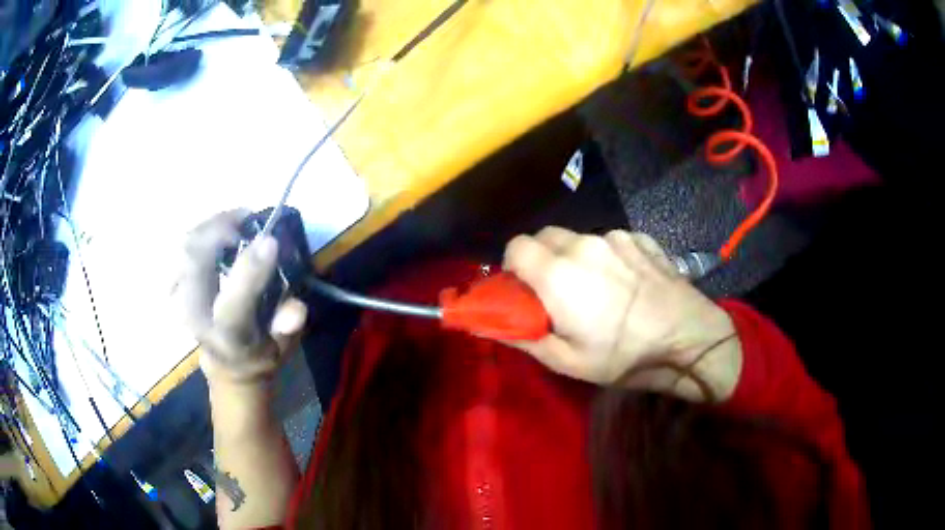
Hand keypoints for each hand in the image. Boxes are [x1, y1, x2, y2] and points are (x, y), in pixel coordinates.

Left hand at [176, 210, 307, 385]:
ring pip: (184, 249)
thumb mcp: (282, 347)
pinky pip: (181, 247)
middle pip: (195, 265)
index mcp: (227, 340)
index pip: (232, 308)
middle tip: (247, 218)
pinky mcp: (174, 285)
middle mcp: (197, 319)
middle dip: (220, 232)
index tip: (270, 241)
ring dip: (210, 227)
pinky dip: (200, 231)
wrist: (225, 362)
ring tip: (236, 218)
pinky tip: (220, 226)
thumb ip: (288, 327)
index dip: (250, 272)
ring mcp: (179, 300)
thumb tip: (295, 310)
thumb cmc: (258, 351)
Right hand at [503, 227, 739, 399]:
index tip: (525, 290)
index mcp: (558, 274)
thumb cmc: (625, 356)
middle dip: (542, 259)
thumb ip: (523, 337)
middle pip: (545, 236)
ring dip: (576, 258)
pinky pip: (611, 241)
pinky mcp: (640, 237)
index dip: (514, 267)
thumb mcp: (568, 362)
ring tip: (599, 289)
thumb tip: (490, 324)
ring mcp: (615, 237)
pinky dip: (608, 256)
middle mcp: (583, 244)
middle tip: (557, 291)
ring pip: (579, 238)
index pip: (515, 246)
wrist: (688, 339)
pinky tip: (627, 282)